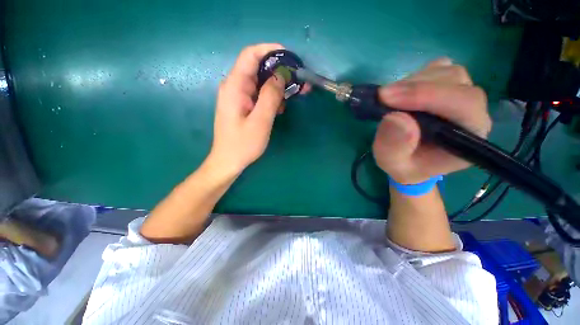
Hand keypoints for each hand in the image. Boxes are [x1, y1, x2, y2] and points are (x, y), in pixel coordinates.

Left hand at [209, 43, 286, 174]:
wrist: (229, 161)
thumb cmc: (243, 144)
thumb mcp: (260, 120)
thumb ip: (270, 96)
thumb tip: (281, 74)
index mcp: (235, 86)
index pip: (251, 55)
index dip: (270, 50)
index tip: (290, 56)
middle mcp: (235, 86)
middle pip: (258, 68)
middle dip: (280, 71)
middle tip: (298, 80)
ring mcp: (239, 96)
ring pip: (261, 82)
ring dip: (278, 86)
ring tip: (294, 94)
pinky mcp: (243, 105)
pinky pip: (259, 94)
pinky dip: (272, 97)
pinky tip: (280, 107)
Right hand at [373, 58, 491, 183]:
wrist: (414, 160)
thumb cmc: (406, 166)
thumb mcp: (393, 165)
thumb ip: (393, 148)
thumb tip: (394, 117)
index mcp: (470, 135)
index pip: (463, 104)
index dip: (427, 95)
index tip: (387, 98)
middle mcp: (475, 110)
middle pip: (455, 81)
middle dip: (415, 87)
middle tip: (381, 97)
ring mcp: (463, 94)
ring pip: (446, 72)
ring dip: (412, 82)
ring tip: (388, 99)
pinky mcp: (451, 86)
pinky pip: (439, 69)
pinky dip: (415, 77)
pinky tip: (402, 94)